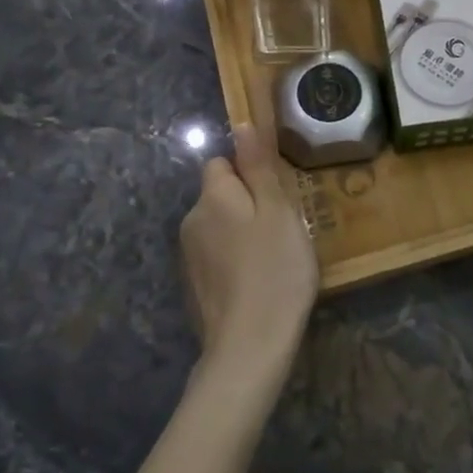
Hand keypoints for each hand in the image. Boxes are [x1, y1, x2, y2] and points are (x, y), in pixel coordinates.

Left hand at [179, 123, 319, 385]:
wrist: (249, 347)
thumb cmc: (274, 269)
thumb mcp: (277, 210)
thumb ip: (257, 166)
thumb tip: (241, 125)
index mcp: (212, 196)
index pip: (220, 163)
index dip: (248, 171)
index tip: (276, 194)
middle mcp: (191, 220)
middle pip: (219, 195)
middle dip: (247, 203)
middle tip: (283, 227)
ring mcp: (189, 258)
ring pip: (219, 227)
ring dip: (241, 233)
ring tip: (274, 257)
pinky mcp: (194, 288)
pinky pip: (217, 257)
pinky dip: (235, 262)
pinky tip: (258, 282)